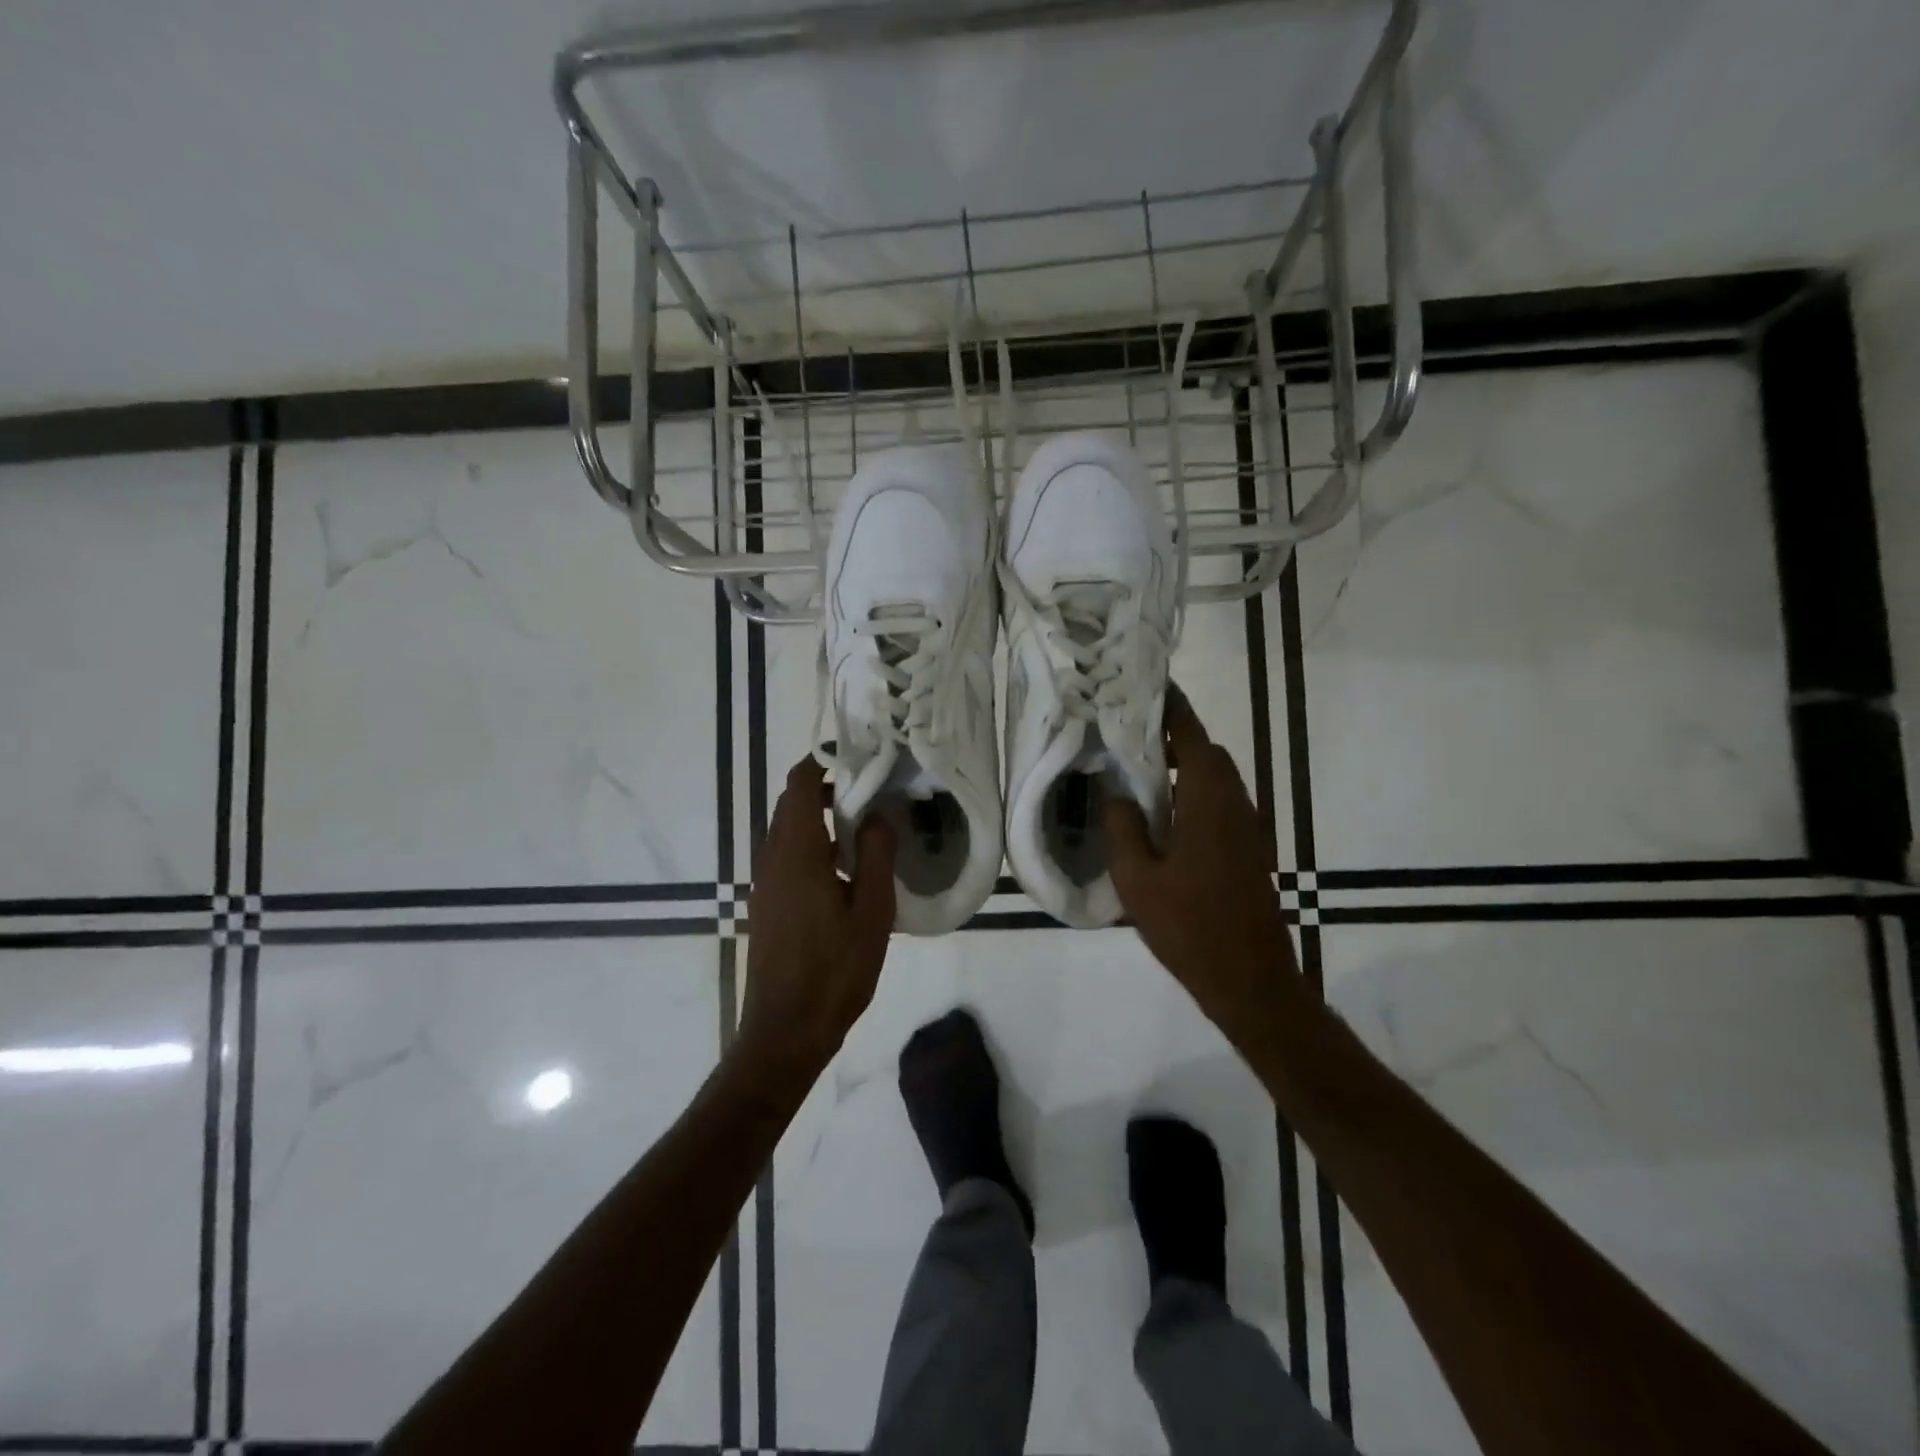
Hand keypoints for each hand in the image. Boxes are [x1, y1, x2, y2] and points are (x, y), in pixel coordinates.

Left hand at [740, 758, 896, 1075]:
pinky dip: (813, 843)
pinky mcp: (768, 903)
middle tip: (873, 790)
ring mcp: (766, 882)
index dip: (825, 762)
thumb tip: (876, 814)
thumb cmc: (834, 970)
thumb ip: (874, 853)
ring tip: (866, 825)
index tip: (861, 758)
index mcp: (796, 851)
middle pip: (791, 803)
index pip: (799, 783)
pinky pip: (788, 855)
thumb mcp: (871, 910)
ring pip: (789, 830)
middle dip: (827, 787)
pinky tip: (846, 866)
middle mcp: (772, 858)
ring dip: (820, 817)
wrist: (786, 1030)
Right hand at [1105, 687, 1301, 1037]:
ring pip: (1215, 776)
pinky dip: (1192, 789)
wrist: (1251, 980)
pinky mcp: (1249, 847)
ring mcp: (1247, 826)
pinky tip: (1162, 814)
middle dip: (1172, 735)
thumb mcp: (1137, 879)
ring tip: (1138, 770)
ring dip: (1183, 764)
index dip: (1170, 707)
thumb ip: (1122, 827)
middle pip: (1206, 751)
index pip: (1190, 735)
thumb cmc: (1190, 928)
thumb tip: (1115, 789)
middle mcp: (1234, 803)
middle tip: (1128, 733)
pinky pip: (1220, 800)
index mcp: (1208, 801)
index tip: (1145, 685)